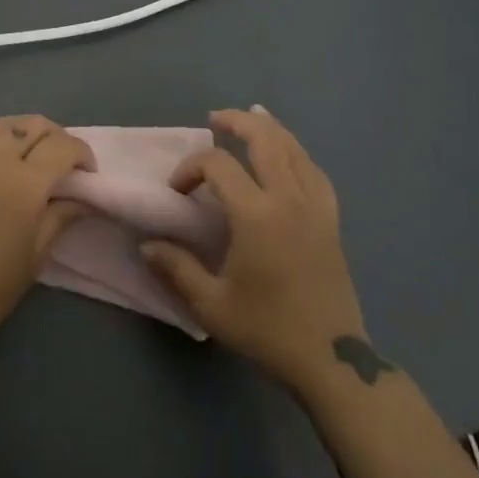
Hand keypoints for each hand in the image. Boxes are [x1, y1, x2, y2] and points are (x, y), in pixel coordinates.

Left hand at [0, 115, 93, 352]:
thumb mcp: (34, 257)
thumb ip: (59, 218)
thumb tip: (81, 199)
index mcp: (25, 183)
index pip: (63, 146)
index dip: (82, 153)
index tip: (86, 173)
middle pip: (33, 125)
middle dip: (55, 136)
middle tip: (60, 160)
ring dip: (20, 133)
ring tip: (25, 154)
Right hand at [141, 107, 370, 393]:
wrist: (331, 360)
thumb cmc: (267, 330)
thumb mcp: (212, 304)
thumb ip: (177, 268)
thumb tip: (147, 245)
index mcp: (257, 214)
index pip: (219, 165)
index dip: (191, 168)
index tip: (177, 191)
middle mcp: (289, 199)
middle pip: (266, 140)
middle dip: (237, 123)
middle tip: (214, 119)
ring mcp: (316, 207)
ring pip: (295, 150)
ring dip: (271, 130)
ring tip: (253, 118)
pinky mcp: (331, 221)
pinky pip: (315, 172)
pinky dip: (298, 154)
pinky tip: (290, 156)